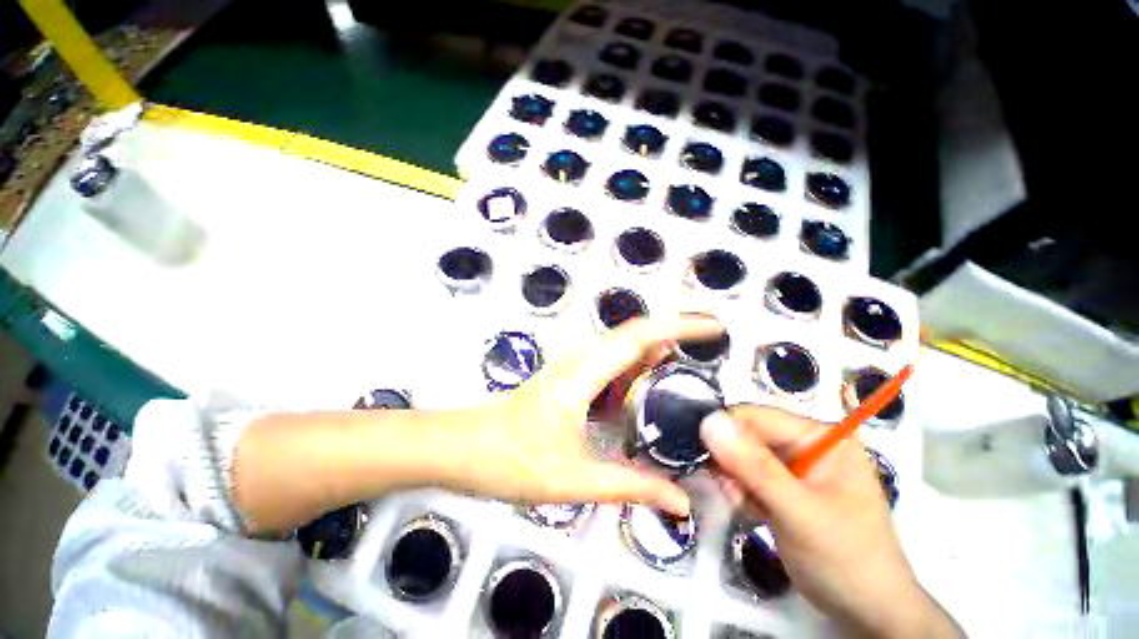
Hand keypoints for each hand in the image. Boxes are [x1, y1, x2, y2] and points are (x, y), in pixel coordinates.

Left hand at [448, 315, 723, 515]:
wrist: (464, 448)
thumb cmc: (512, 460)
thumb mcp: (574, 479)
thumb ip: (630, 487)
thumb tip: (681, 501)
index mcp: (584, 374)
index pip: (639, 336)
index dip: (679, 325)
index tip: (713, 325)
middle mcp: (581, 359)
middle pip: (635, 332)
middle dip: (675, 327)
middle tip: (712, 336)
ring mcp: (574, 366)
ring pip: (623, 345)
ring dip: (658, 345)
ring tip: (693, 357)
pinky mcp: (570, 376)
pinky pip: (612, 361)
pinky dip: (639, 362)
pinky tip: (652, 380)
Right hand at [701, 406, 962, 638]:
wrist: (868, 613)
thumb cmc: (844, 559)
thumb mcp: (798, 512)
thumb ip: (753, 466)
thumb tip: (709, 421)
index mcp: (821, 436)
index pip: (756, 417)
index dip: (726, 432)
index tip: (708, 460)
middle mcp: (808, 444)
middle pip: (748, 435)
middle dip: (732, 462)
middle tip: (731, 492)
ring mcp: (797, 467)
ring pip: (744, 456)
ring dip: (735, 479)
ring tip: (742, 505)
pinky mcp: (786, 487)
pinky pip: (750, 475)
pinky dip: (742, 491)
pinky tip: (750, 511)